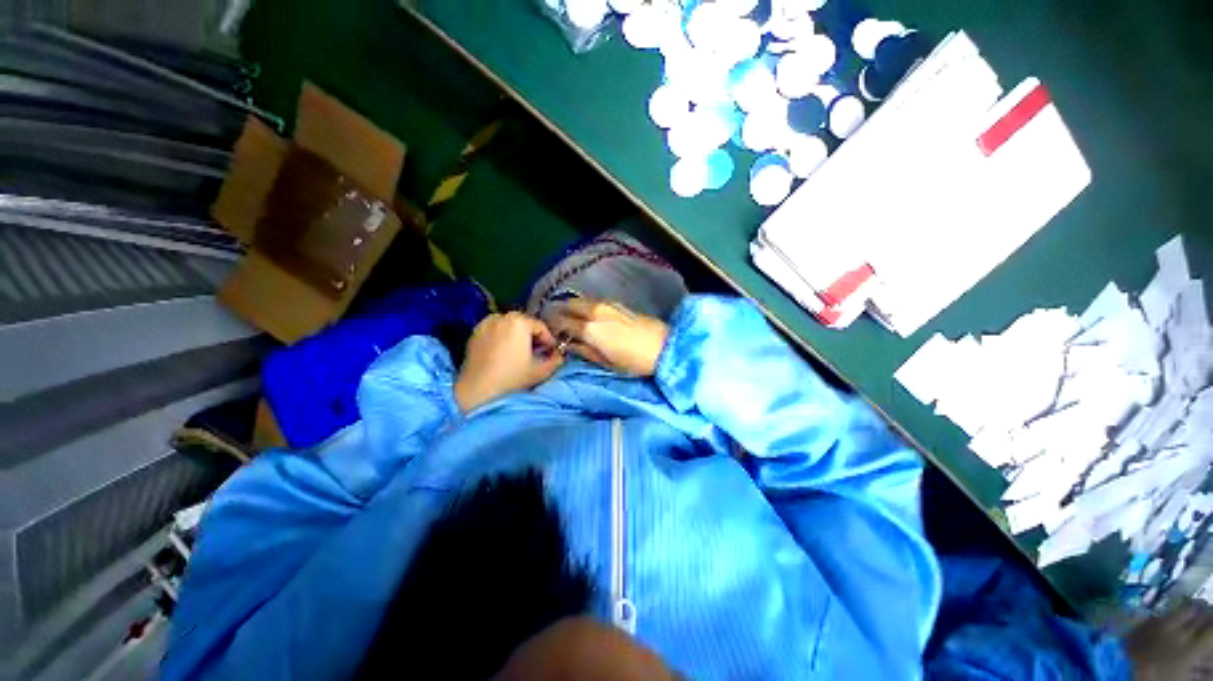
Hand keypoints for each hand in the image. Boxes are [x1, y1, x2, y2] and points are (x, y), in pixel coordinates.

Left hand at [455, 312, 563, 411]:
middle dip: (532, 336)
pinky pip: (494, 330)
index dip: (549, 339)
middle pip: (524, 323)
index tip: (552, 352)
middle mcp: (502, 317)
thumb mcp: (541, 371)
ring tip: (520, 351)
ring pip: (508, 325)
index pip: (540, 327)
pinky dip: (502, 336)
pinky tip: (504, 352)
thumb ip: (556, 360)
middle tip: (537, 351)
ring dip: (517, 335)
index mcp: (519, 322)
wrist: (478, 390)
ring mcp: (485, 324)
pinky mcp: (474, 334)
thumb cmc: (512, 378)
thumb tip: (560, 355)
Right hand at [549, 298, 668, 376]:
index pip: (562, 322)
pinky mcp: (618, 303)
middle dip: (560, 311)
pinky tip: (590, 316)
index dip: (553, 326)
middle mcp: (595, 311)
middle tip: (558, 322)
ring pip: (582, 300)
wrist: (665, 346)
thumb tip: (569, 344)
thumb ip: (584, 351)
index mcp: (590, 328)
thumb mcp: (606, 362)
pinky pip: (594, 301)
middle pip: (569, 304)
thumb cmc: (634, 361)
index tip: (550, 331)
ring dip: (573, 307)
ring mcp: (608, 304)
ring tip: (572, 318)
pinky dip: (586, 306)